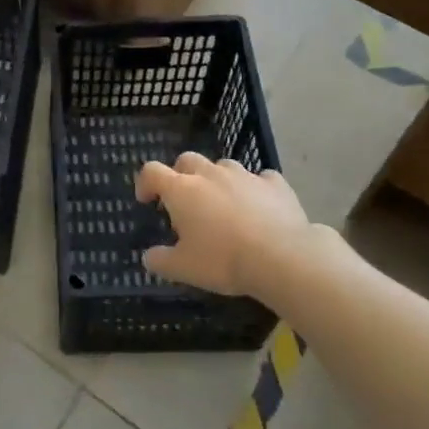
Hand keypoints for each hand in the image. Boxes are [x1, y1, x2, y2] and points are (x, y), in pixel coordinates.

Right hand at [135, 155, 315, 300]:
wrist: (282, 257)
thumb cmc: (223, 260)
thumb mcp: (183, 268)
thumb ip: (160, 260)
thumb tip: (148, 256)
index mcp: (182, 190)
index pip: (152, 171)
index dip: (145, 183)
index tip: (147, 201)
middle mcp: (210, 174)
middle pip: (187, 160)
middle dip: (181, 175)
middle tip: (185, 202)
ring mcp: (244, 175)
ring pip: (223, 166)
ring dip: (217, 180)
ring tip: (224, 205)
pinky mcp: (275, 183)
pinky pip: (260, 178)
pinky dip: (255, 189)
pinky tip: (259, 207)